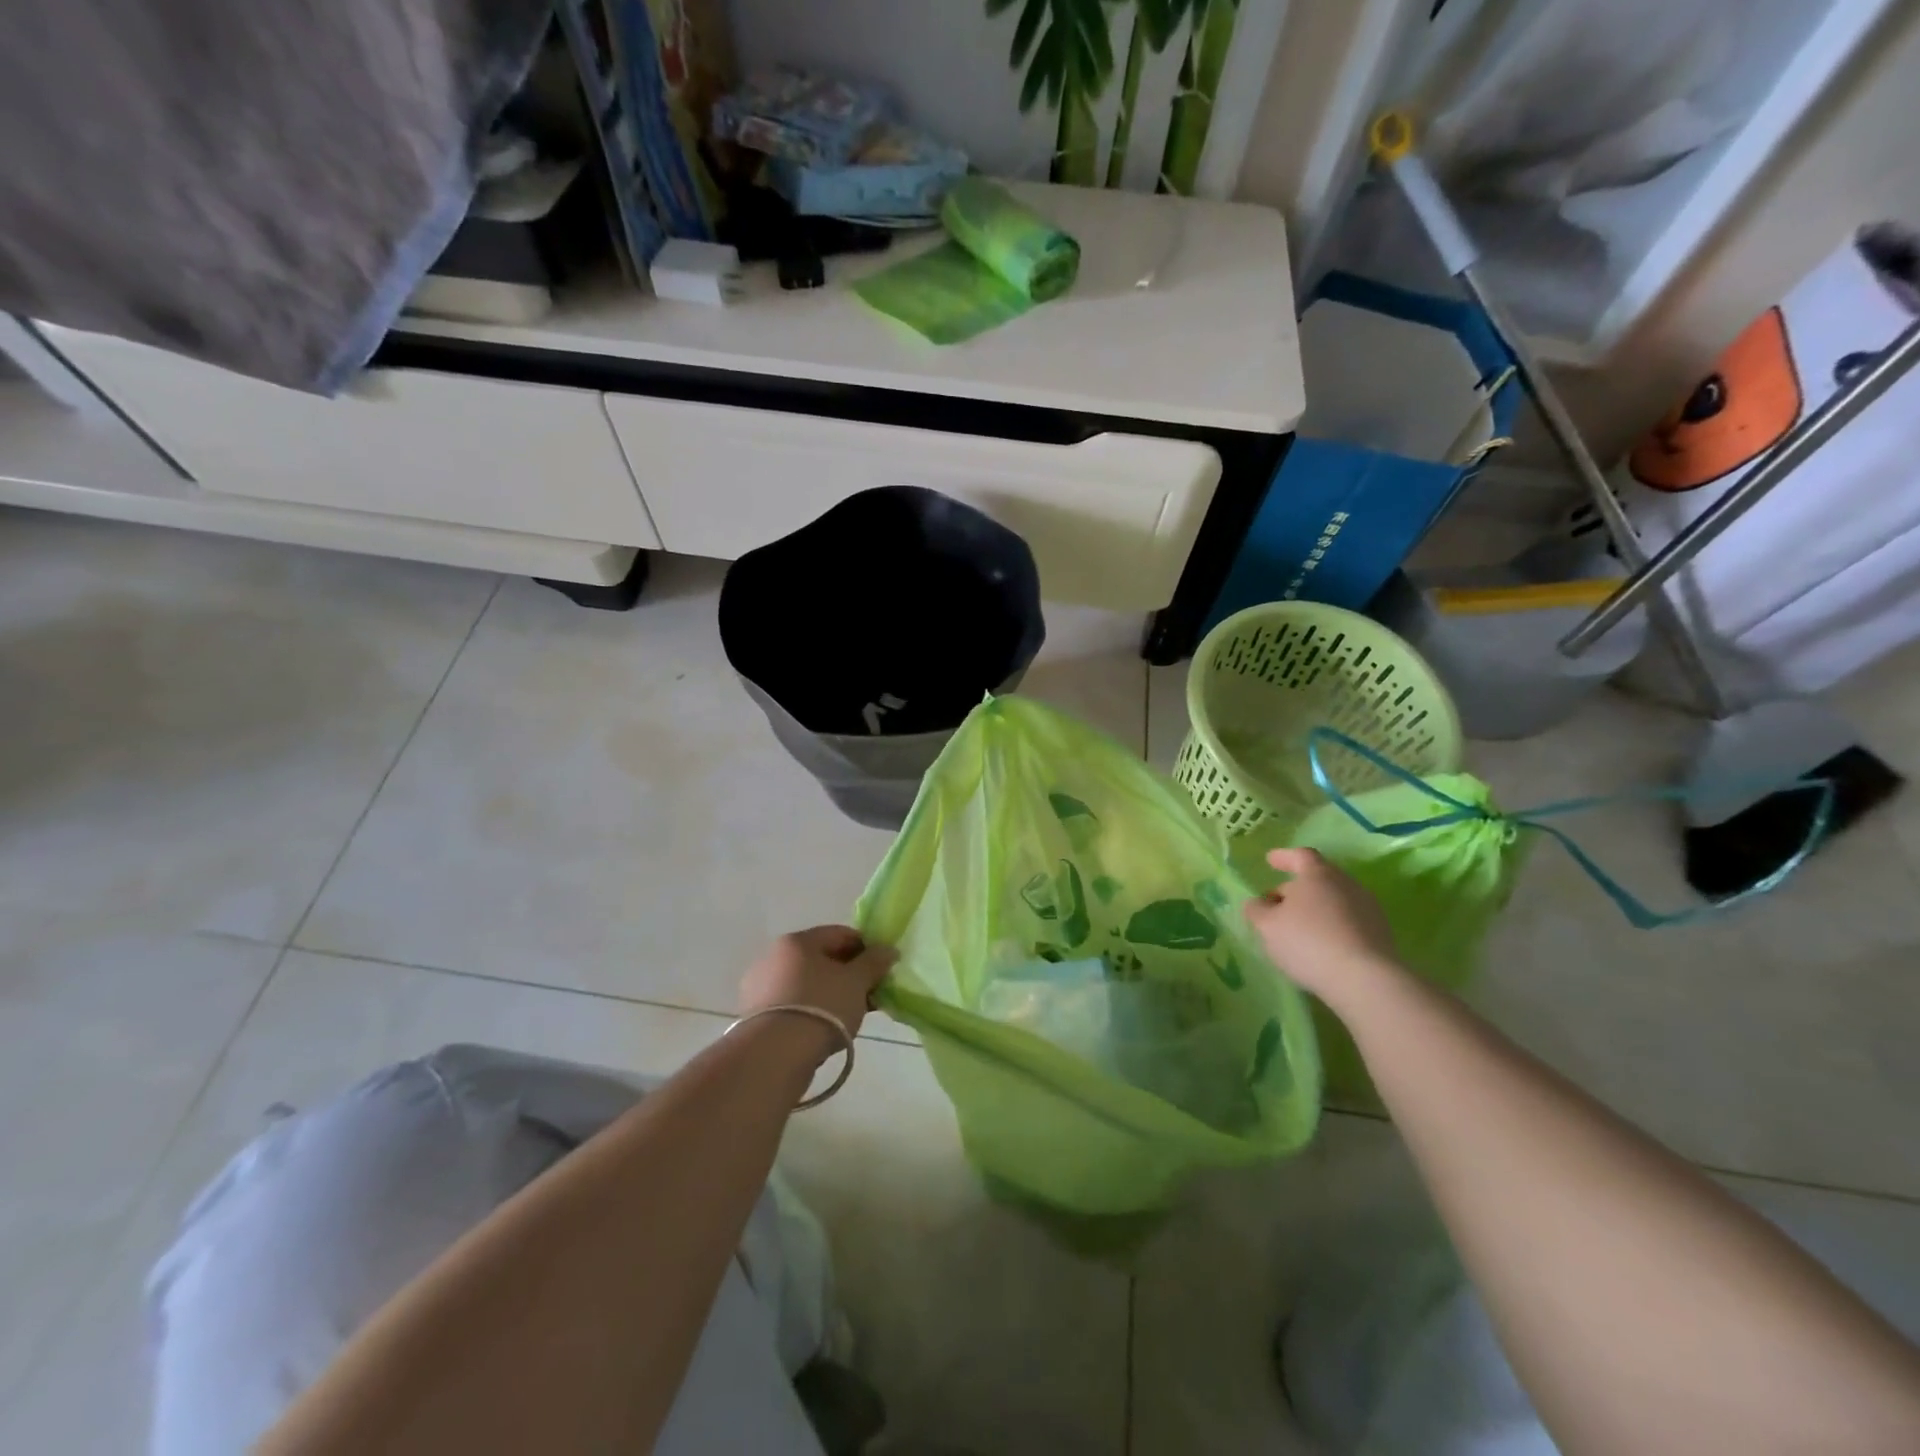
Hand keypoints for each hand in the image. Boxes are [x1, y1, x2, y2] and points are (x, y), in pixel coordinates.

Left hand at [738, 926, 896, 1048]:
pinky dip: (812, 1010)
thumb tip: (888, 950)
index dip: (866, 948)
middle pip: (821, 959)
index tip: (882, 969)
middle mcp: (773, 957)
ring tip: (850, 1016)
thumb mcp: (857, 982)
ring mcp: (760, 987)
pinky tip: (826, 1028)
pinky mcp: (755, 1016)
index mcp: (797, 941)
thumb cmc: (821, 1007)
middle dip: (849, 974)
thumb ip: (874, 962)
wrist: (775, 1056)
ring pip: (807, 983)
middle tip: (869, 994)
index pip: (840, 934)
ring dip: (831, 993)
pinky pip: (793, 1004)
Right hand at [1244, 848, 1400, 1008]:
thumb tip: (1258, 903)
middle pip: (1318, 879)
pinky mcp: (1381, 934)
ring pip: (1334, 901)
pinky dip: (1332, 927)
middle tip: (1277, 904)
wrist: (1366, 980)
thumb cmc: (1308, 942)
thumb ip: (1257, 910)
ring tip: (1298, 929)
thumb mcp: (1267, 926)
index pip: (1300, 856)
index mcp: (1318, 875)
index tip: (1270, 860)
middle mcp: (1347, 884)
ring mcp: (1368, 909)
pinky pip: (1348, 922)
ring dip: (1315, 909)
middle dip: (1296, 888)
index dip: (1284, 857)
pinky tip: (1321, 946)